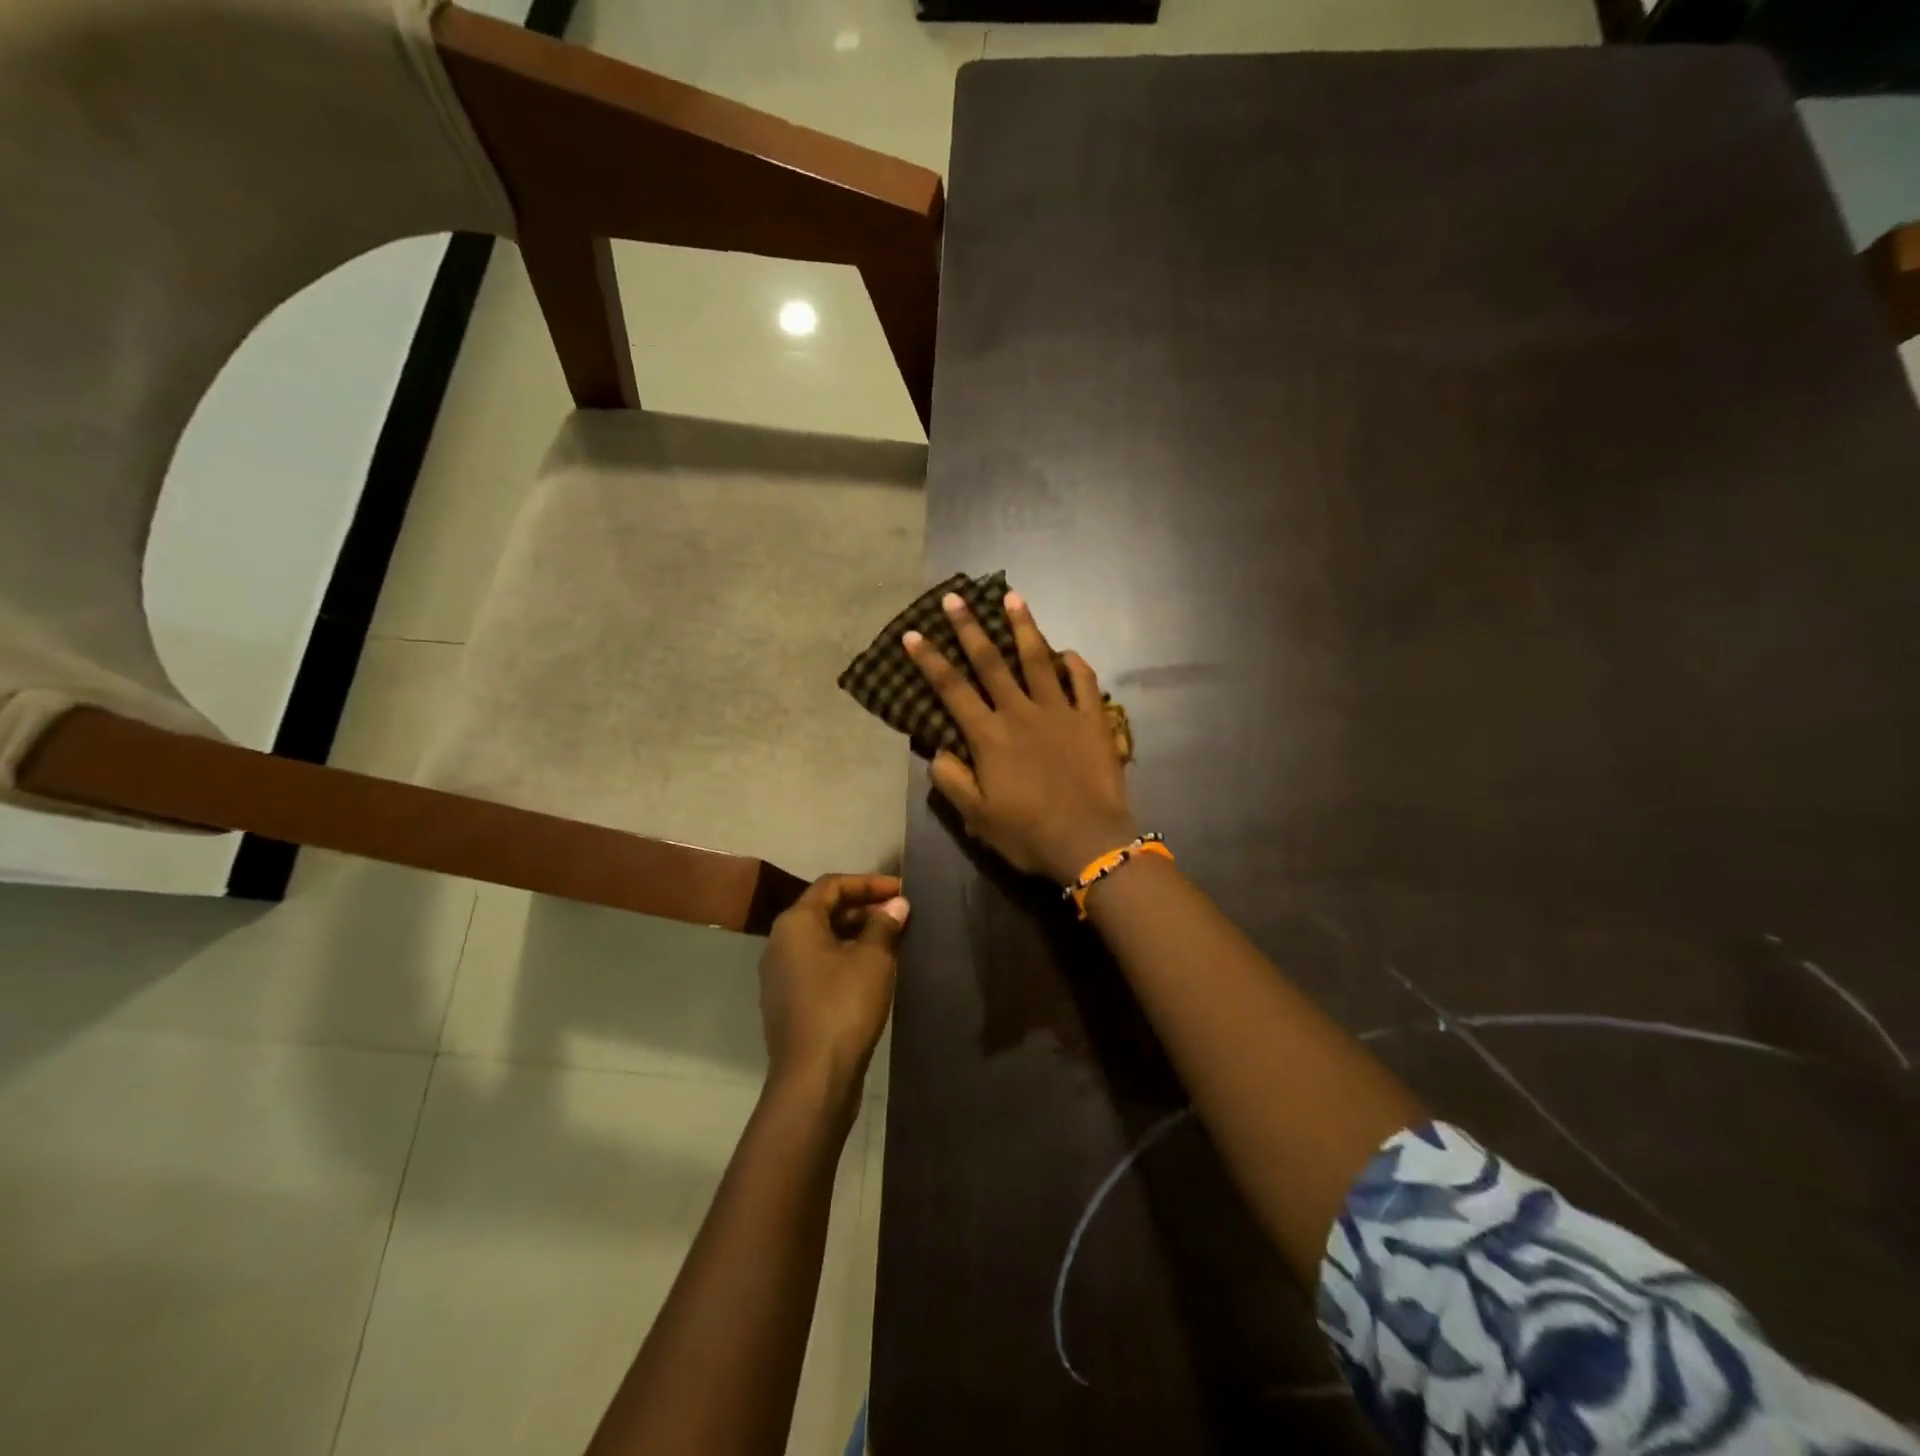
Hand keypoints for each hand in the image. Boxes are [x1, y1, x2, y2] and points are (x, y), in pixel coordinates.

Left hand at [759, 874, 908, 1098]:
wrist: (813, 1078)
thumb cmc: (843, 1006)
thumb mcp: (873, 959)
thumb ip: (885, 925)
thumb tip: (897, 904)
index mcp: (795, 923)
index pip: (831, 885)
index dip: (868, 883)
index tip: (900, 889)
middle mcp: (780, 943)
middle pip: (824, 910)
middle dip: (863, 908)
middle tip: (899, 913)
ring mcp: (780, 975)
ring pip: (822, 940)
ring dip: (856, 934)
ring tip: (891, 939)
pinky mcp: (788, 1002)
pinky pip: (818, 965)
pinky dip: (844, 958)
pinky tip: (872, 971)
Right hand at [903, 591, 1138, 883]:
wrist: (1089, 842)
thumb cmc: (1028, 833)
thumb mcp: (977, 816)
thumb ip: (952, 780)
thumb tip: (938, 751)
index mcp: (989, 736)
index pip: (952, 689)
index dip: (930, 660)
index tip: (913, 633)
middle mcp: (1021, 712)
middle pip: (991, 662)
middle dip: (969, 628)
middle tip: (955, 597)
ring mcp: (1060, 711)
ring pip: (1038, 659)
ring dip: (1023, 626)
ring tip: (1012, 597)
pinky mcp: (1092, 719)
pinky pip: (1084, 682)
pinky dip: (1074, 663)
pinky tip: (1066, 652)